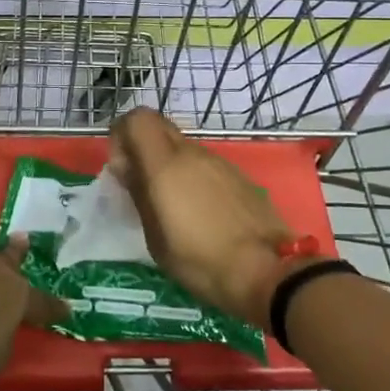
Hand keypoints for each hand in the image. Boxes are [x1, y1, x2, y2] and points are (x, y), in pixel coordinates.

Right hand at [108, 108, 297, 327]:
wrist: (268, 272)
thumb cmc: (201, 261)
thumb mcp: (156, 238)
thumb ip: (139, 195)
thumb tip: (127, 168)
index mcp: (166, 165)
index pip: (137, 119)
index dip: (122, 134)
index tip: (121, 168)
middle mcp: (192, 153)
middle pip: (159, 127)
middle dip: (143, 147)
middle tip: (141, 183)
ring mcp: (220, 162)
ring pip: (184, 148)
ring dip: (170, 165)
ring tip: (173, 206)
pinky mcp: (240, 176)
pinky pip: (206, 166)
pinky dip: (194, 178)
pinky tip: (202, 214)